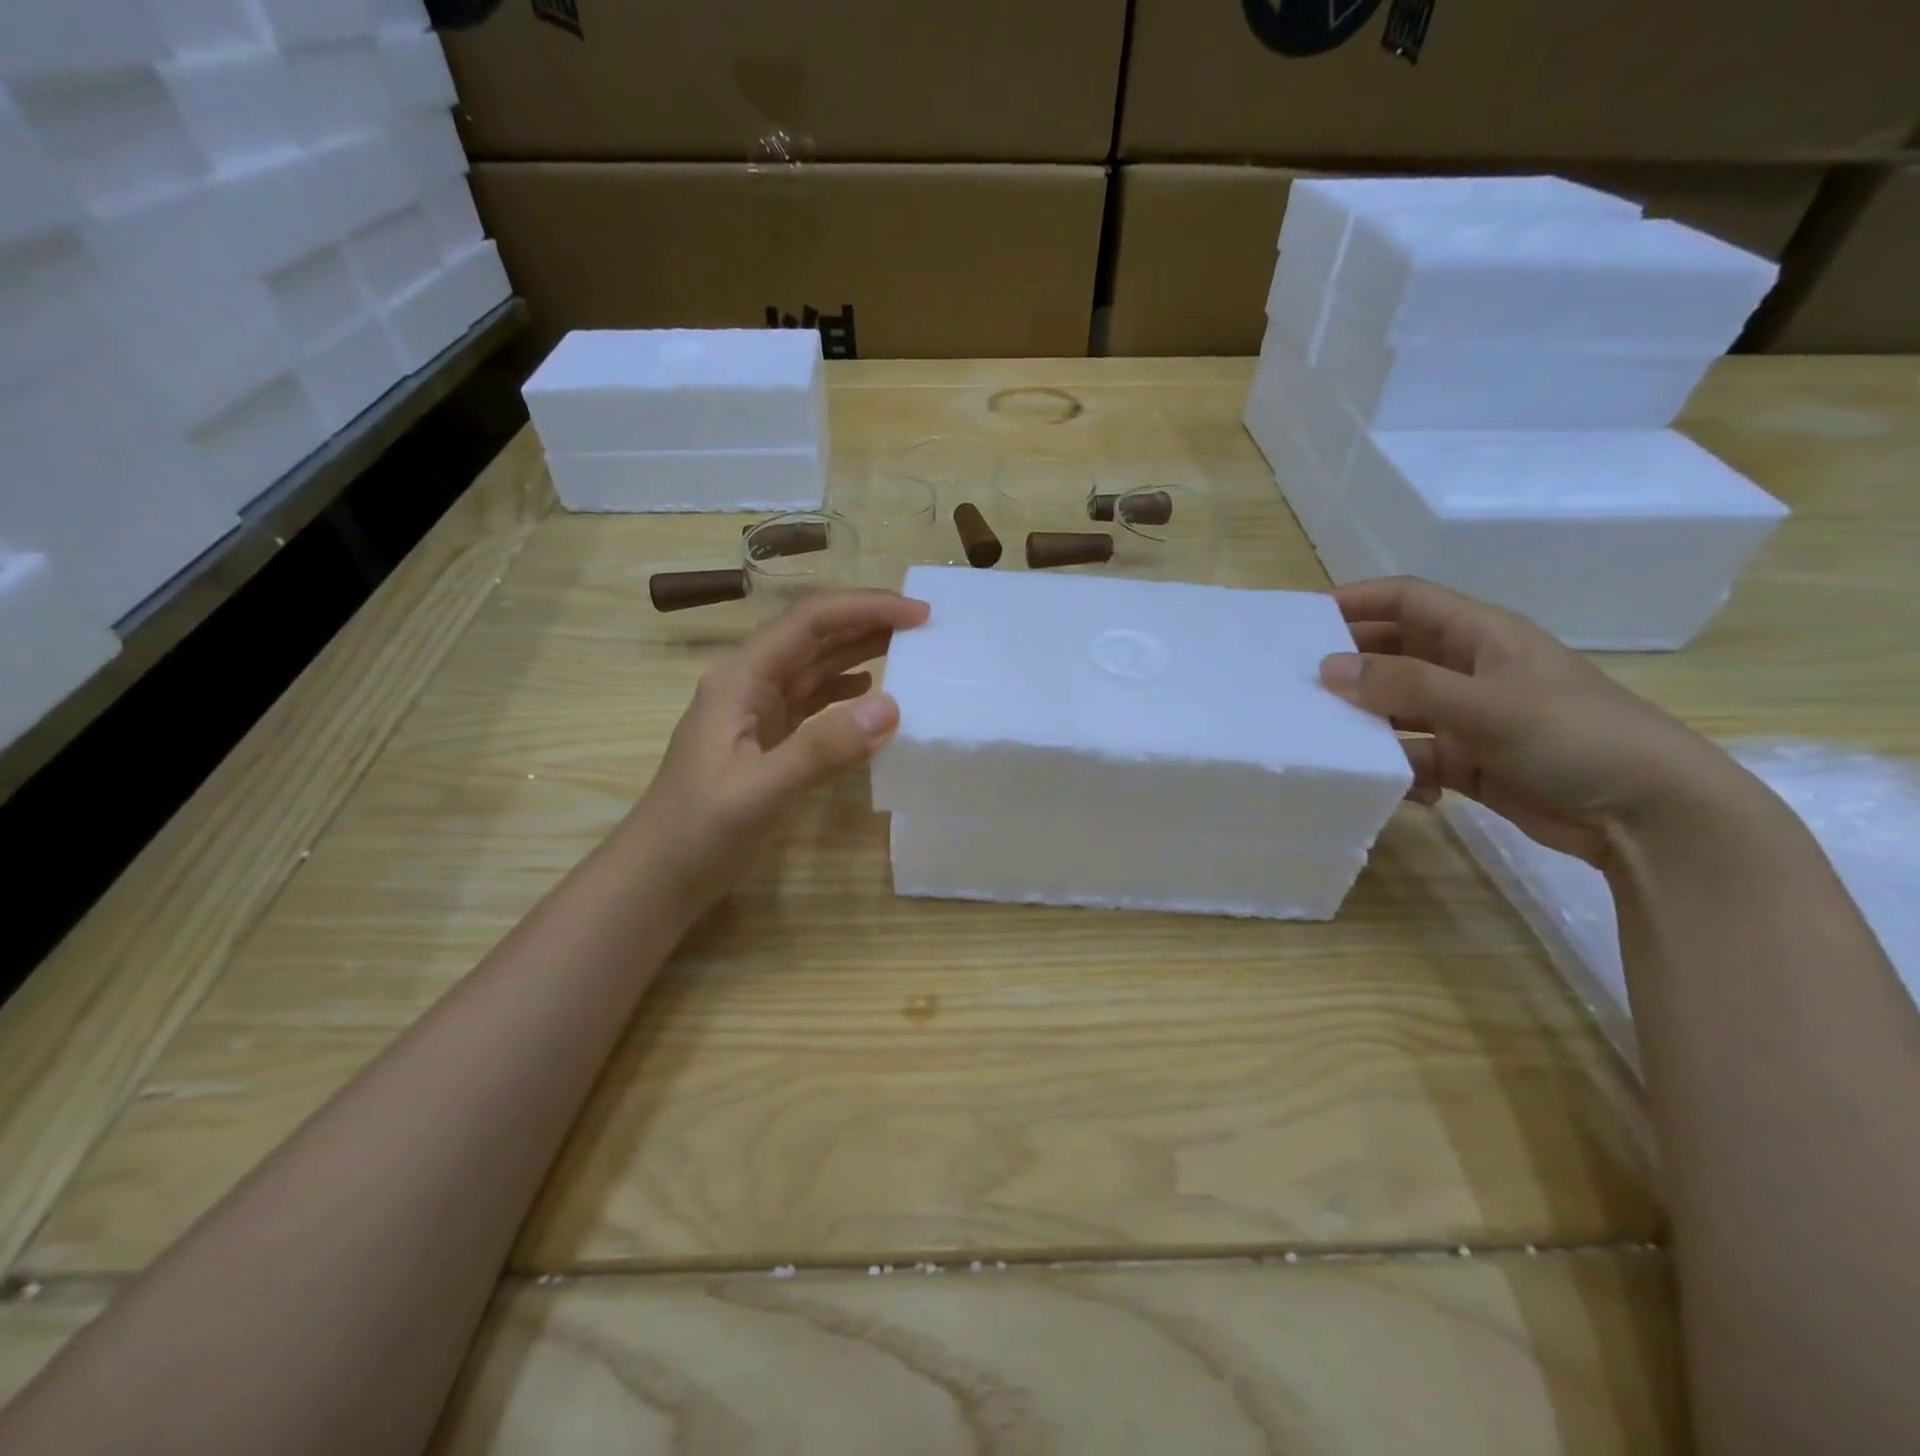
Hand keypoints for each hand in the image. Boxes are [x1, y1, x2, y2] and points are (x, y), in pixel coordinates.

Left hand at [634, 589, 930, 907]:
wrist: (656, 879)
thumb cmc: (697, 834)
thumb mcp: (758, 793)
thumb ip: (821, 750)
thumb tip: (891, 707)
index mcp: (740, 678)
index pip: (810, 622)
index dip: (866, 609)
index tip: (919, 614)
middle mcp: (749, 682)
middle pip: (814, 635)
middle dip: (868, 621)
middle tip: (925, 626)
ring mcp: (756, 711)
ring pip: (815, 665)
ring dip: (860, 650)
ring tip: (910, 648)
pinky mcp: (766, 739)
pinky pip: (813, 700)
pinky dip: (845, 689)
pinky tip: (870, 691)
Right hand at [1318, 577, 1748, 865]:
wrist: (1651, 815)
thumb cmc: (1574, 737)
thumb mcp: (1485, 704)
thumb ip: (1403, 685)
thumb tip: (1327, 668)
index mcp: (1482, 636)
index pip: (1407, 600)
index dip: (1356, 601)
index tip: (1303, 621)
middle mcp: (1470, 670)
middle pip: (1395, 654)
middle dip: (1351, 667)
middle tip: (1298, 686)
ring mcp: (1470, 717)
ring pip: (1398, 710)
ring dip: (1369, 724)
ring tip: (1330, 741)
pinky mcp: (1472, 761)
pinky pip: (1417, 756)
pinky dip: (1402, 770)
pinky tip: (1401, 789)